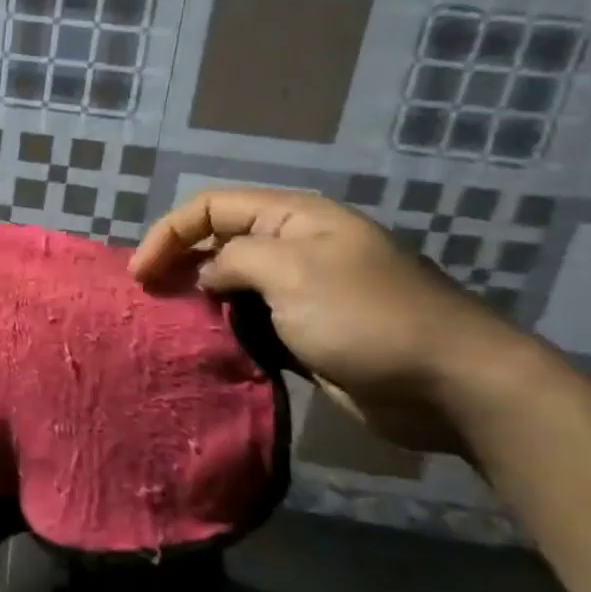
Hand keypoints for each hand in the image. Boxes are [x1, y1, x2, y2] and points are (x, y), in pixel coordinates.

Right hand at [129, 188, 519, 454]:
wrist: (450, 384)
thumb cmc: (366, 316)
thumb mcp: (292, 272)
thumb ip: (235, 261)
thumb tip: (209, 276)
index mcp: (292, 217)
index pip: (212, 207)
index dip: (169, 233)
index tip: (140, 275)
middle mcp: (294, 247)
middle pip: (220, 243)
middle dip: (180, 266)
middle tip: (149, 302)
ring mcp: (304, 293)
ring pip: (234, 287)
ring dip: (202, 303)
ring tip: (170, 328)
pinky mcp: (309, 335)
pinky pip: (255, 324)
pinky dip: (229, 333)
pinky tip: (210, 350)